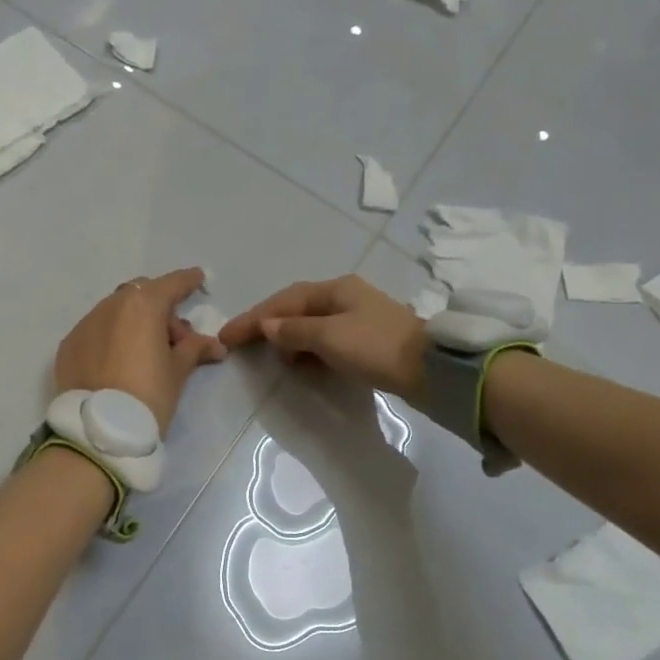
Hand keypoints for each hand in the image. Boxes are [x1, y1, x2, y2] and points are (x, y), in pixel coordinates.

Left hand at [55, 268, 227, 434]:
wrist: (100, 430)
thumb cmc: (149, 396)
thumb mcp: (178, 371)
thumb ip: (195, 349)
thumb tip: (215, 345)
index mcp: (143, 305)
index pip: (172, 284)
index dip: (188, 281)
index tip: (199, 279)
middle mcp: (111, 305)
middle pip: (141, 294)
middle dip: (160, 308)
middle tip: (175, 339)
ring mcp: (85, 323)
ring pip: (116, 311)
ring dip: (133, 322)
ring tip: (145, 353)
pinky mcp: (69, 344)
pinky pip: (96, 330)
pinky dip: (111, 337)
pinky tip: (118, 362)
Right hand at [220, 275, 427, 400]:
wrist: (433, 370)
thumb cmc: (377, 347)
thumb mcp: (330, 337)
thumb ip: (294, 331)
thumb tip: (266, 326)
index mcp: (335, 289)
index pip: (283, 301)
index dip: (253, 318)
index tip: (226, 336)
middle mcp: (345, 297)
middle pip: (296, 309)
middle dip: (268, 326)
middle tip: (242, 345)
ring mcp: (358, 318)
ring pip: (311, 326)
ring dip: (288, 340)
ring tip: (272, 359)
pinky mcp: (368, 340)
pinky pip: (326, 341)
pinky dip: (308, 351)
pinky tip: (302, 366)